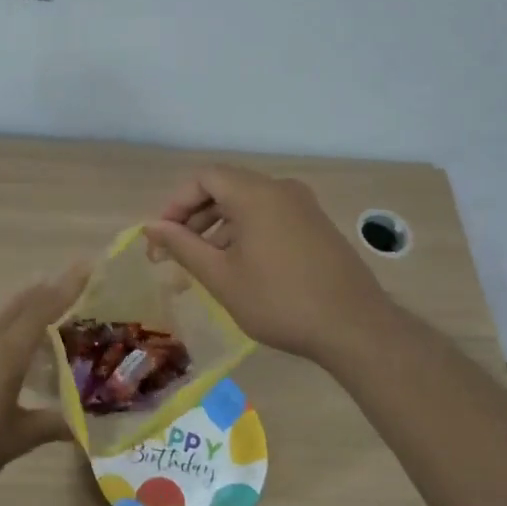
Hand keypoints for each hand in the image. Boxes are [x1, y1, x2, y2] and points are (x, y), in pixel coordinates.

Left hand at [0, 264, 88, 498]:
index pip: (44, 308)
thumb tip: (85, 427)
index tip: (90, 265)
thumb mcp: (14, 440)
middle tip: (81, 285)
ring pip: (6, 318)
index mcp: (7, 351)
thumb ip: (50, 427)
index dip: (68, 286)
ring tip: (57, 312)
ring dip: (31, 309)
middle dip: (51, 291)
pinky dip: (14, 329)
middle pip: (23, 305)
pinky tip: (19, 350)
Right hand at [144, 166, 395, 362]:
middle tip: (175, 253)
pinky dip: (245, 231)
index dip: (176, 203)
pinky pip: (270, 215)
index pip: (203, 178)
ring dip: (219, 226)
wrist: (355, 327)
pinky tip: (240, 267)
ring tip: (204, 264)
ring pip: (248, 203)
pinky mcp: (316, 225)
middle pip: (226, 187)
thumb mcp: (221, 276)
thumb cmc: (279, 301)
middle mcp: (281, 189)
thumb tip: (151, 227)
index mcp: (256, 193)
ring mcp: (303, 206)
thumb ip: (182, 246)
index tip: (161, 237)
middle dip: (195, 217)